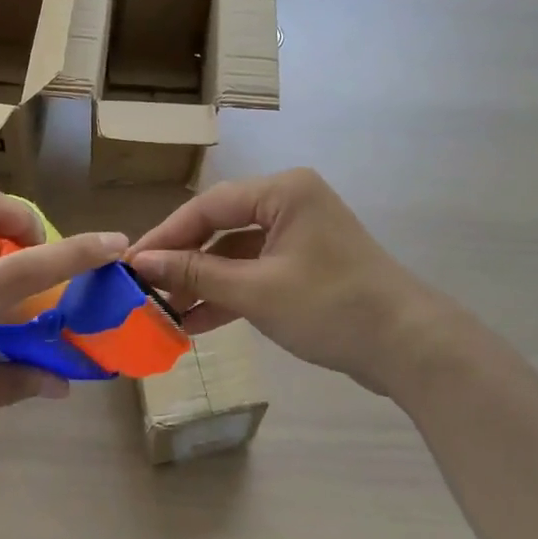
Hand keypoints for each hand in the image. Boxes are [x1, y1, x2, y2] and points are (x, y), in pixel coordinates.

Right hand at [129, 169, 444, 396]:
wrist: (407, 347)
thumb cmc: (330, 306)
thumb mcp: (256, 291)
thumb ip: (196, 274)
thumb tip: (143, 263)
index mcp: (283, 191)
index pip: (209, 206)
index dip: (166, 235)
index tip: (130, 263)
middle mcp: (290, 203)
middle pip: (221, 227)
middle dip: (183, 262)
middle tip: (144, 289)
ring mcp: (300, 236)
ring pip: (237, 253)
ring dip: (203, 283)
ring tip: (164, 312)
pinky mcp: (306, 266)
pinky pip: (256, 272)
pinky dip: (229, 295)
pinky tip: (196, 322)